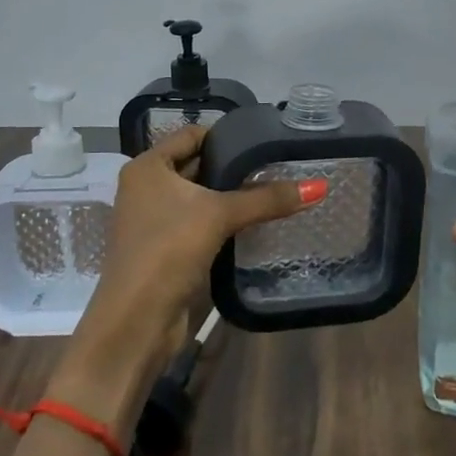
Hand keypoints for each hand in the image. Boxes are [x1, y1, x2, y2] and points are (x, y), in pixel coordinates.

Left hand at [53, 125, 327, 416]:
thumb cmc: (169, 250)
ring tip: (275, 190)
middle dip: (234, 166)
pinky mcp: (167, 248)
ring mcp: (155, 220)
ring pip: (201, 197)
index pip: (192, 135)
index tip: (264, 139)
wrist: (137, 320)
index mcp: (148, 167)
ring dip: (231, 196)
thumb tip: (318, 186)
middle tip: (278, 164)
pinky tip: (256, 222)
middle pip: (198, 165)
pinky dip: (225, 221)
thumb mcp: (220, 215)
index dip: (226, 135)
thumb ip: (267, 199)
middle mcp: (147, 188)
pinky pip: (201, 223)